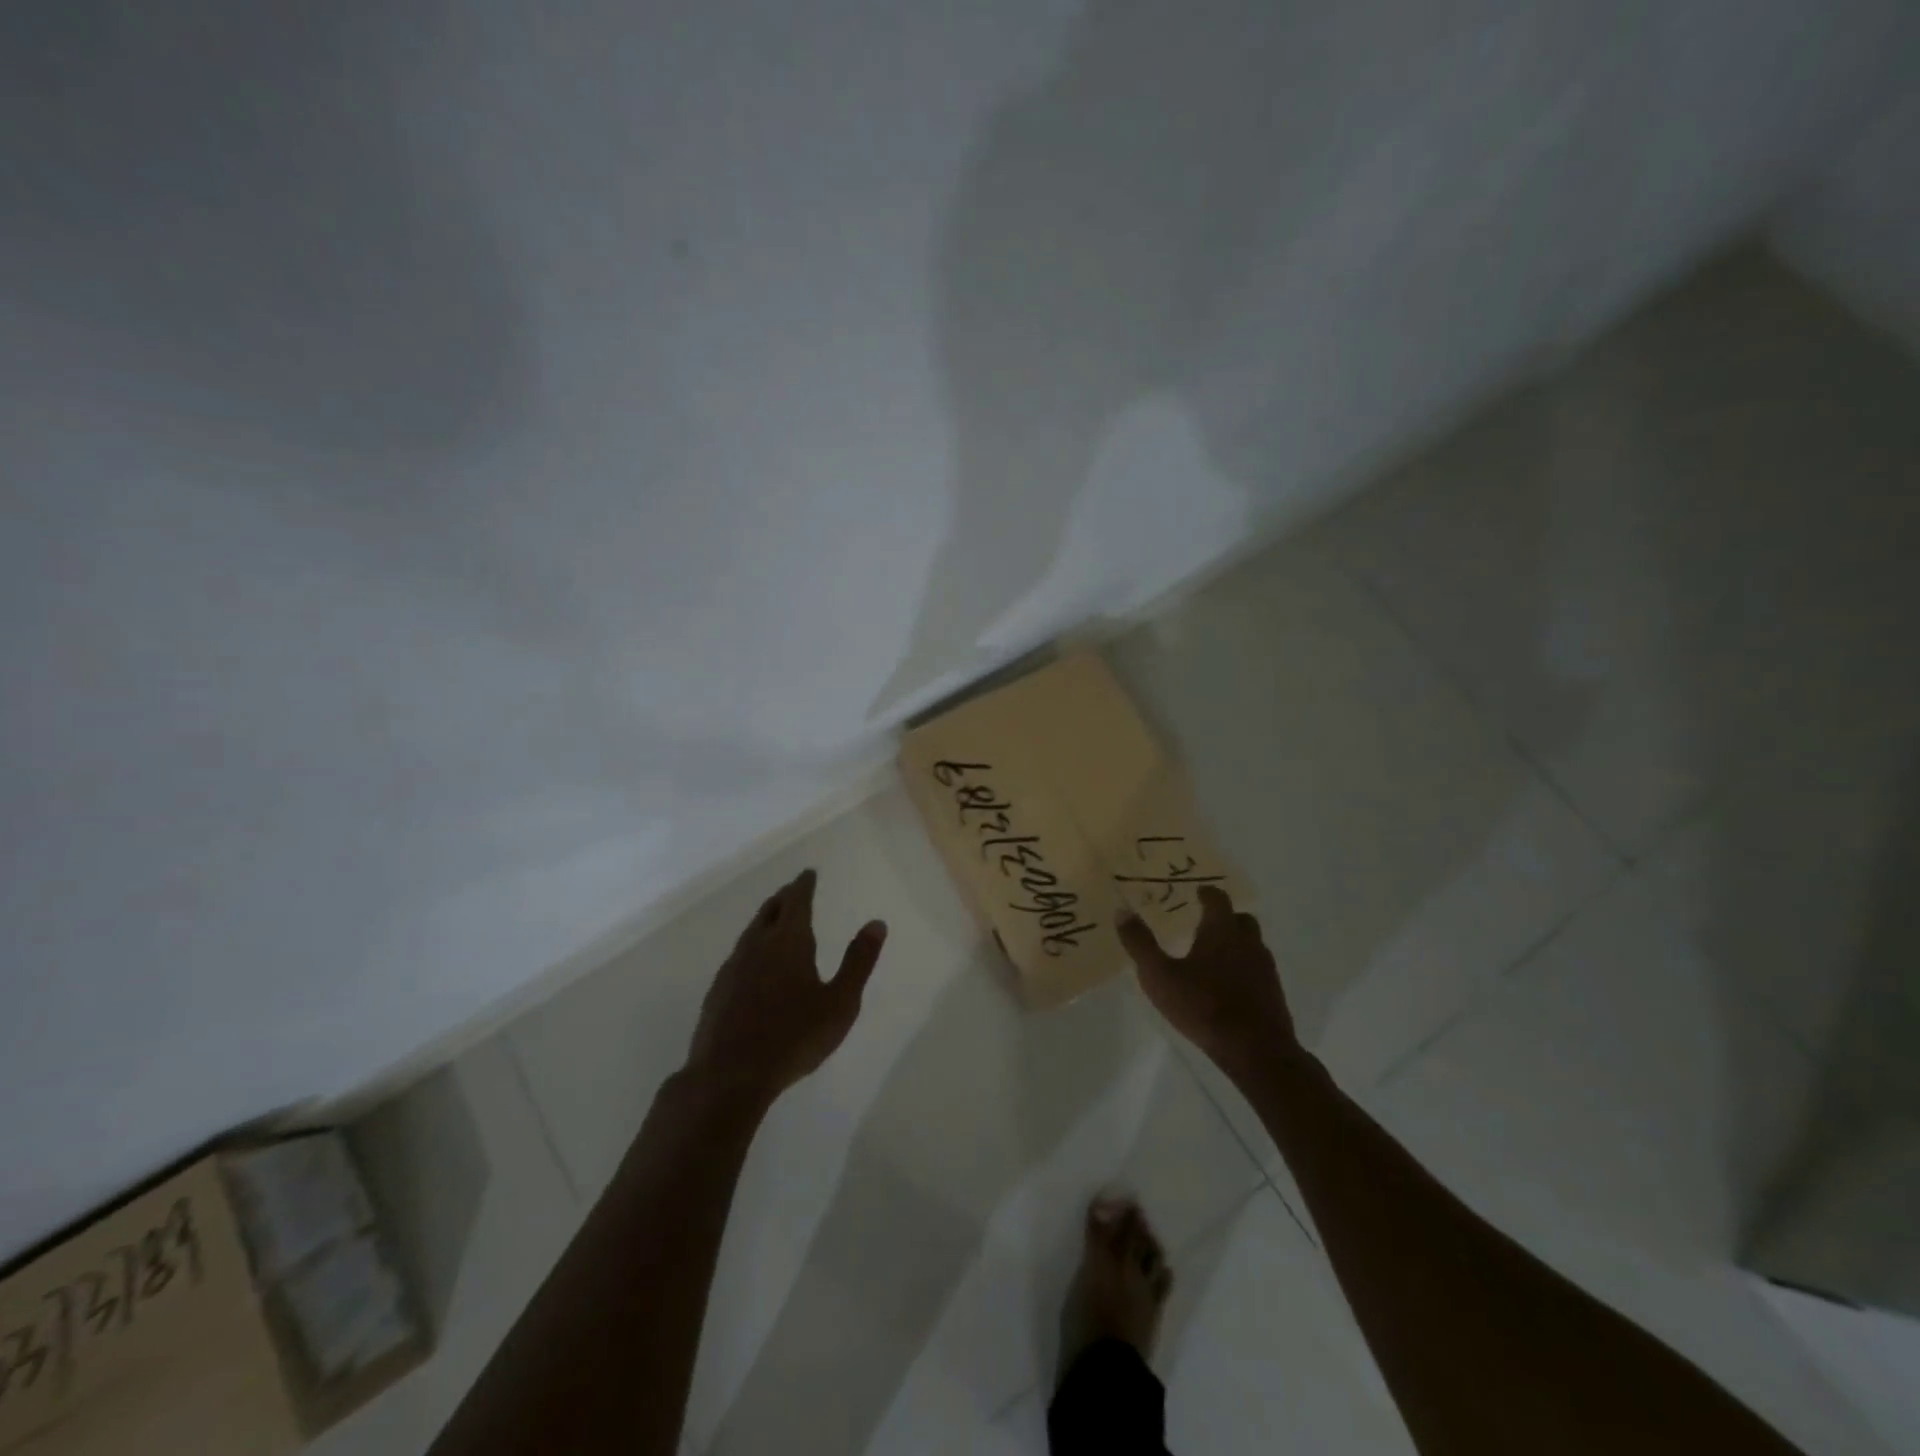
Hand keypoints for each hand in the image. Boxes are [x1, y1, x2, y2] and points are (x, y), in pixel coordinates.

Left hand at [685, 869, 886, 1111]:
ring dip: (765, 920)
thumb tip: (877, 923)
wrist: (729, 1076)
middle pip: (770, 911)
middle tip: (794, 891)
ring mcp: (733, 968)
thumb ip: (858, 961)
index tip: (808, 873)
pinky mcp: (718, 991)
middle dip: (784, 898)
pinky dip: (752, 946)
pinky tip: (754, 964)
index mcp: (789, 941)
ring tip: (775, 920)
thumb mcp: (840, 1002)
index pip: (797, 901)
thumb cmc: (794, 1037)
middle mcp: (757, 945)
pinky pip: (739, 955)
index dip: (804, 885)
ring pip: (751, 932)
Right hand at [1118, 886, 1296, 1082]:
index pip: (1218, 899)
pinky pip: (1257, 970)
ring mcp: (1265, 969)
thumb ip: (1140, 943)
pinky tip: (1227, 986)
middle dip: (1225, 917)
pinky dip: (1243, 969)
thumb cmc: (1203, 1006)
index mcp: (1222, 931)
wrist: (1256, 1052)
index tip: (1197, 892)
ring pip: (1252, 945)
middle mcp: (1248, 942)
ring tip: (1213, 956)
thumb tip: (1122, 910)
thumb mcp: (1159, 975)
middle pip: (1241, 919)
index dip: (1207, 893)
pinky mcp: (1273, 994)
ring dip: (1236, 943)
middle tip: (1204, 922)